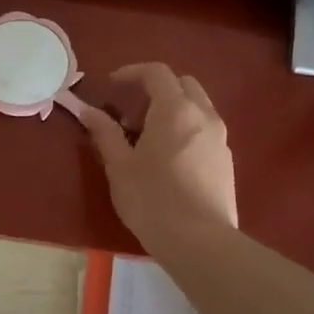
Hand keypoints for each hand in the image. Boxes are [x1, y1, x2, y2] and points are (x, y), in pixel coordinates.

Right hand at [78, 63, 236, 246]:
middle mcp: (204, 115)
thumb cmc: (152, 199)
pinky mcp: (227, 160)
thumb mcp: (120, 165)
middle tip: (130, 115)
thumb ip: (104, 132)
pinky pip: (205, 130)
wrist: (200, 242)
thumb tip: (87, 110)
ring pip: (197, 107)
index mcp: (175, 109)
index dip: (131, 73)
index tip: (111, 86)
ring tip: (147, 140)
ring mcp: (220, 138)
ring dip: (172, 110)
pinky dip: (185, 129)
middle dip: (155, 90)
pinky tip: (168, 160)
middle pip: (182, 84)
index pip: (156, 72)